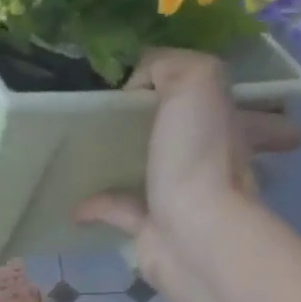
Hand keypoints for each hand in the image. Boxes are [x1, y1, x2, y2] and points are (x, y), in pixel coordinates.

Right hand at [75, 48, 300, 287]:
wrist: (192, 236)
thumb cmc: (197, 155)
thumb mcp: (193, 81)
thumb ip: (165, 65)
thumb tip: (136, 86)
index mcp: (227, 122)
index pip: (226, 97)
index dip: (206, 86)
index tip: (171, 80)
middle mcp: (211, 160)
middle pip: (193, 135)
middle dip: (169, 124)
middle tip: (126, 114)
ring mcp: (183, 196)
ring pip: (154, 171)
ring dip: (128, 163)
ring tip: (93, 149)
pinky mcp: (153, 229)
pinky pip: (121, 209)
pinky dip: (97, 204)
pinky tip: (74, 200)